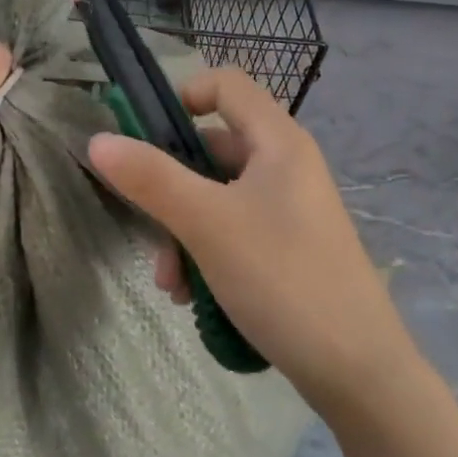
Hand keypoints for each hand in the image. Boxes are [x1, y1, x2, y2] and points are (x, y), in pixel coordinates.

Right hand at [87, 67, 414, 415]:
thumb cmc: (283, 279)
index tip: (143, 138)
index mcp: (278, 142)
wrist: (359, 373)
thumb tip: (98, 140)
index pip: (225, 84)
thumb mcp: (207, 224)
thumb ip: (151, 179)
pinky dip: (206, 256)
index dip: (181, 96)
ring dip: (181, 234)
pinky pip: (232, 233)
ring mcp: (288, 211)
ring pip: (215, 199)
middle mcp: (285, 167)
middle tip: (149, 233)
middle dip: (169, 191)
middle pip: (210, 150)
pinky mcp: (287, 250)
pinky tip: (194, 300)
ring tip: (172, 285)